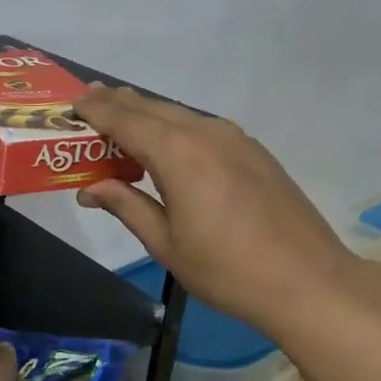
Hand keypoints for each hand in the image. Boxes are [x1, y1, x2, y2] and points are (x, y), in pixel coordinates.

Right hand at [71, 86, 351, 329]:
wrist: (308, 281)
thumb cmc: (227, 270)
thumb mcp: (165, 244)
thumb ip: (126, 206)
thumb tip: (89, 188)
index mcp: (178, 154)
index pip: (125, 121)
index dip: (96, 110)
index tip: (72, 104)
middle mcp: (205, 134)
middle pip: (152, 108)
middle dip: (118, 102)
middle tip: (88, 99)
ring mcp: (235, 139)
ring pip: (179, 114)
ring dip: (146, 112)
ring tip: (121, 114)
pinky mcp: (253, 151)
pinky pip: (202, 126)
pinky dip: (174, 125)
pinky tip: (166, 141)